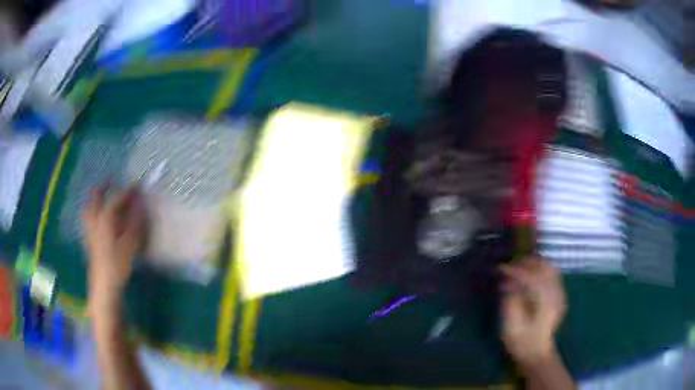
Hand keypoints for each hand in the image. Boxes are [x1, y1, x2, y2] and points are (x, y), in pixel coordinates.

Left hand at [82, 186, 145, 311]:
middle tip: (109, 179)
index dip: (128, 190)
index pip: (117, 199)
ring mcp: (91, 231)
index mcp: (105, 219)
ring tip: (97, 194)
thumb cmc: (117, 264)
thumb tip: (141, 204)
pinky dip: (90, 214)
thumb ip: (135, 222)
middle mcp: (96, 221)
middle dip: (103, 188)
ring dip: (93, 200)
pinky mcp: (90, 242)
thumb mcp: (129, 244)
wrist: (104, 286)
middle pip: (96, 199)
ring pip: (88, 210)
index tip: (137, 183)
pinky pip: (87, 222)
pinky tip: (93, 218)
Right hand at [500, 257, 566, 366]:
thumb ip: (510, 299)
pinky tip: (531, 278)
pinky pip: (553, 276)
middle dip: (527, 263)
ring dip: (535, 265)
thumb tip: (507, 281)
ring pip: (550, 268)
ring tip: (519, 269)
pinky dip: (541, 272)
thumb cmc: (521, 341)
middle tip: (510, 267)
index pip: (530, 276)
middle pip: (544, 266)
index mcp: (544, 300)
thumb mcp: (511, 323)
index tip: (500, 268)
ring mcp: (560, 294)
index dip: (515, 270)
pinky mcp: (559, 296)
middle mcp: (556, 293)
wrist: (536, 354)